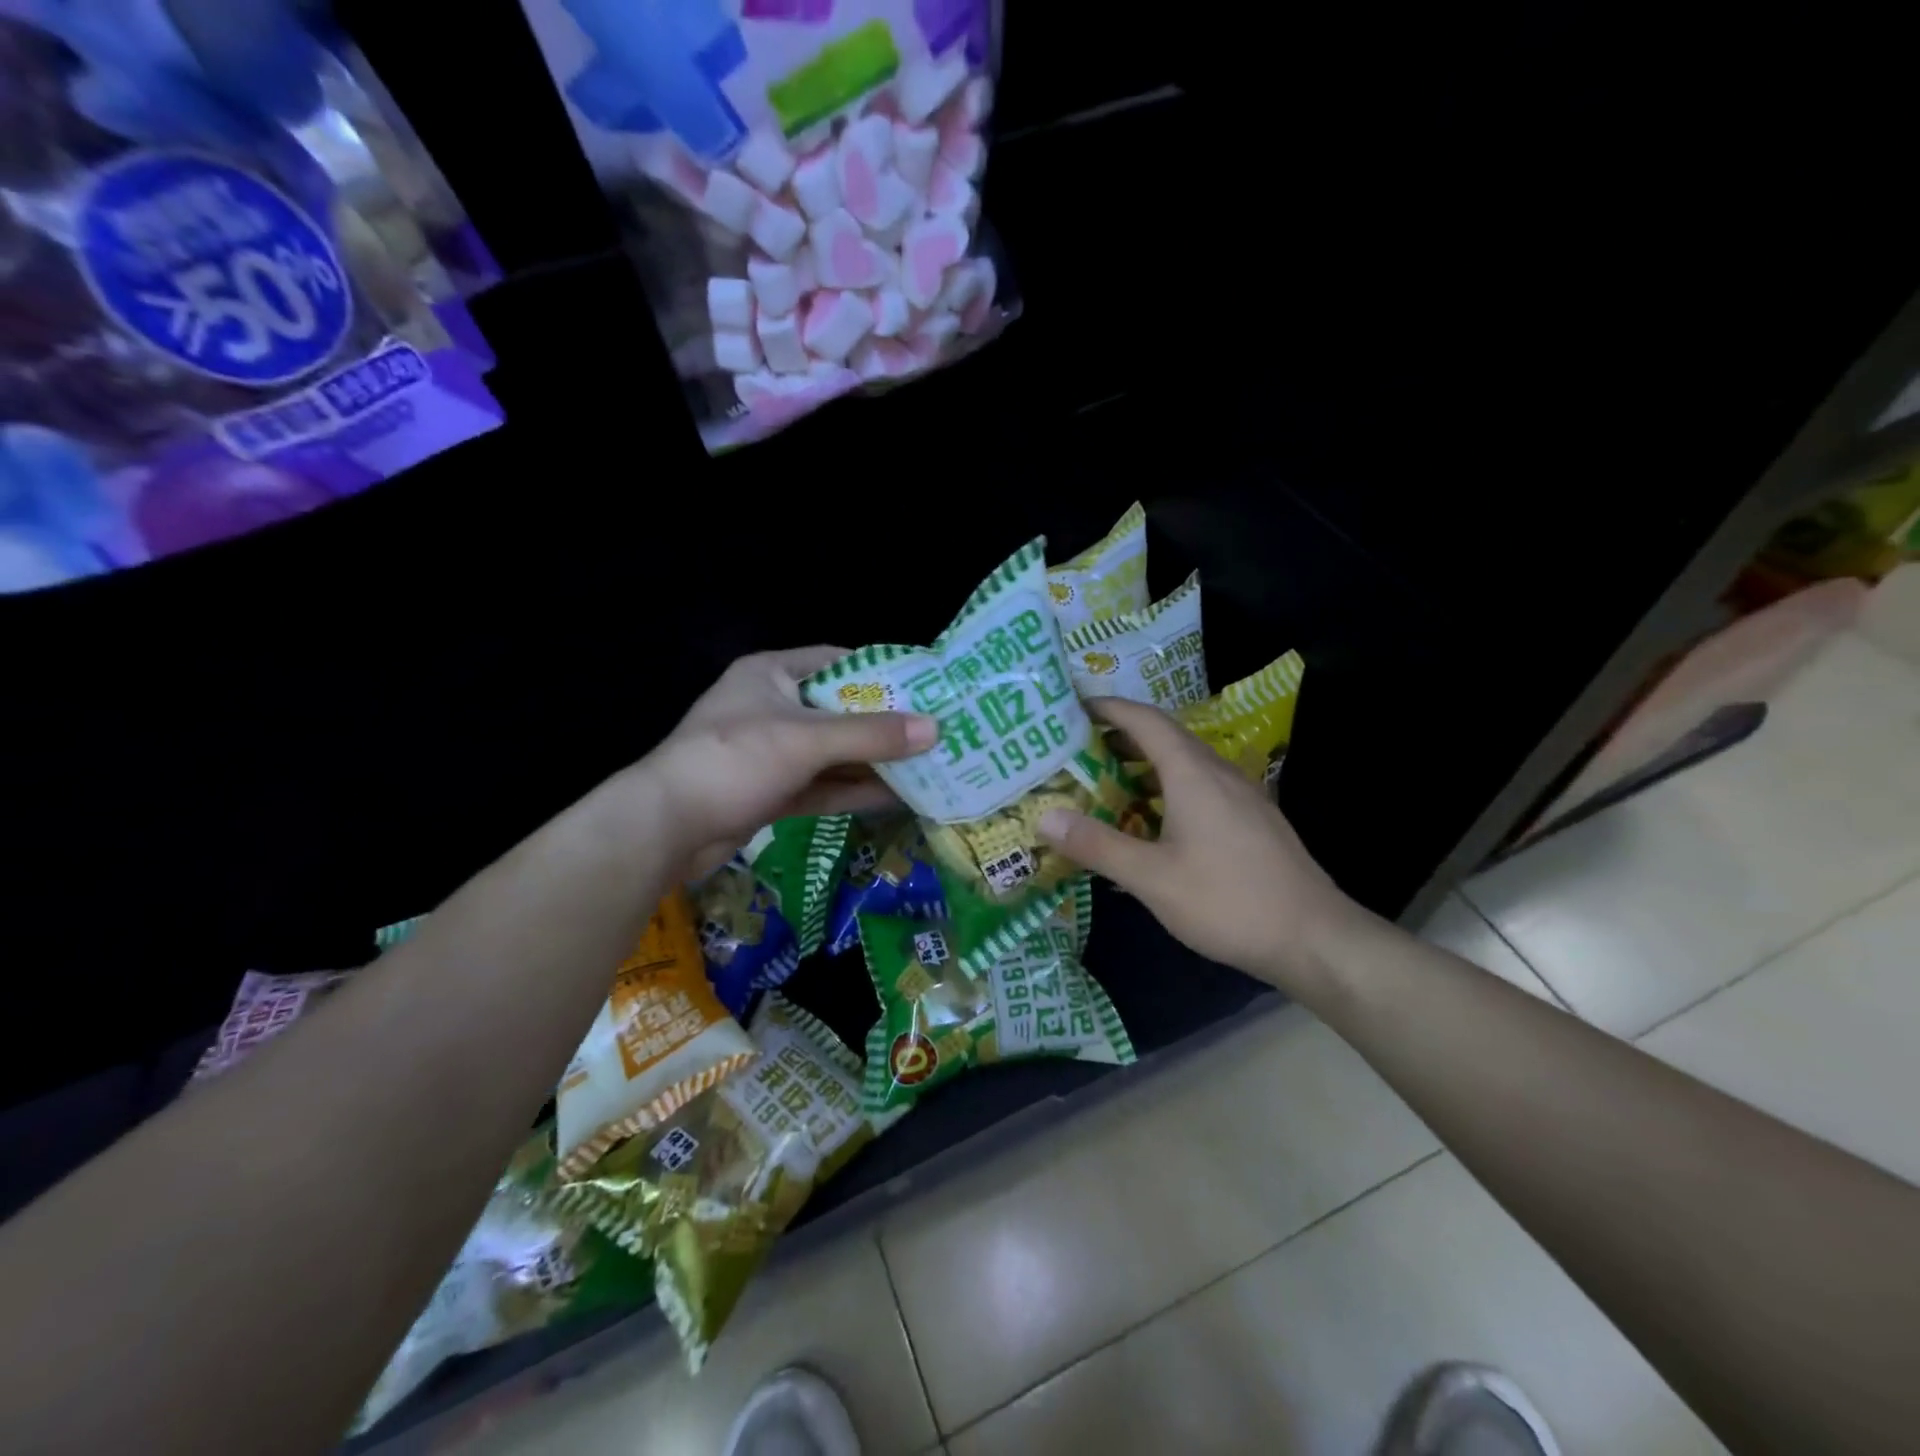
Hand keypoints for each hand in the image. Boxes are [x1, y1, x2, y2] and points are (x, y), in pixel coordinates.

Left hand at [641, 648, 935, 875]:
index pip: (836, 661)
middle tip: (934, 731)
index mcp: (772, 674)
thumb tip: (935, 729)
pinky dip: (853, 791)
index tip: (922, 686)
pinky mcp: (771, 792)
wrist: (666, 827)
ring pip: (832, 754)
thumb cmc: (734, 760)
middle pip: (839, 711)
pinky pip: (822, 786)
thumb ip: (870, 735)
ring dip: (873, 762)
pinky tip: (895, 797)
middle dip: (884, 725)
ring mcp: (771, 753)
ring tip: (927, 767)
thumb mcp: (806, 740)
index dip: (879, 672)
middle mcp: (772, 708)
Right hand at [1036, 697, 1364, 993]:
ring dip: (1144, 764)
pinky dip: (1167, 788)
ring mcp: (1241, 796)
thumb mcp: (1152, 878)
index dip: (1107, 708)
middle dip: (1119, 736)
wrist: (1314, 938)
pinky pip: (1201, 786)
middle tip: (1075, 749)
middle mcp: (1219, 773)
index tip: (1071, 706)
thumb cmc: (1228, 901)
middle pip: (1164, 737)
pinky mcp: (1252, 820)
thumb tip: (1044, 817)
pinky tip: (1153, 821)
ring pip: (1184, 764)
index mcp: (1193, 774)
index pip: (1144, 720)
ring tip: (1105, 782)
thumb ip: (1097, 845)